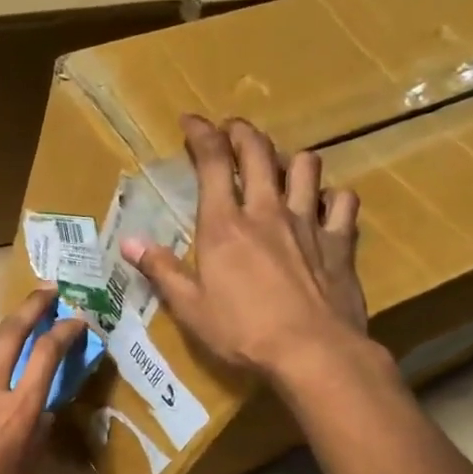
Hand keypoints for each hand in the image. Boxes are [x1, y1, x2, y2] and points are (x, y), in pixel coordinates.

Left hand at [0, 288, 88, 473]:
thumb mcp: (29, 472)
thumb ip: (39, 436)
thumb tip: (42, 413)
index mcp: (20, 407)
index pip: (47, 353)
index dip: (66, 330)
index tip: (78, 321)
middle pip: (12, 331)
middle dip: (33, 305)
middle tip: (48, 292)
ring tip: (4, 338)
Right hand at [121, 115, 370, 384]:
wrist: (312, 351)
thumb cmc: (241, 332)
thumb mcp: (190, 308)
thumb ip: (161, 270)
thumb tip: (130, 242)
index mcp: (224, 226)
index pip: (213, 162)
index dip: (201, 135)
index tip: (191, 121)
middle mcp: (267, 212)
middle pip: (259, 152)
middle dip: (242, 132)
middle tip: (231, 129)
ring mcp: (308, 223)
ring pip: (306, 166)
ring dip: (289, 158)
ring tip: (280, 165)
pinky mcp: (340, 242)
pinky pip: (342, 202)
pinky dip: (332, 196)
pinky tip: (324, 204)